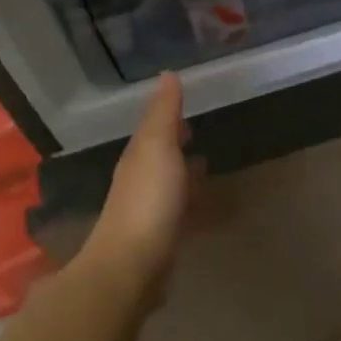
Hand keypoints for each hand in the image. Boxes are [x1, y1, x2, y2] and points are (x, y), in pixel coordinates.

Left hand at [79, 73, 195, 302]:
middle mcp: (139, 182)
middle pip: (160, 158)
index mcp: (138, 158)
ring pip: (170, 186)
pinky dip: (193, 206)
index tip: (188, 109)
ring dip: (186, 176)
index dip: (169, 119)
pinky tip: (208, 212)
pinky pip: (181, 214)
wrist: (132, 266)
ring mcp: (149, 214)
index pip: (153, 130)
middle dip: (177, 146)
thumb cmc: (148, 200)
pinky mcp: (161, 241)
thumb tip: (167, 74)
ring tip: (208, 169)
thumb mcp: (158, 147)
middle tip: (199, 134)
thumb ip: (164, 114)